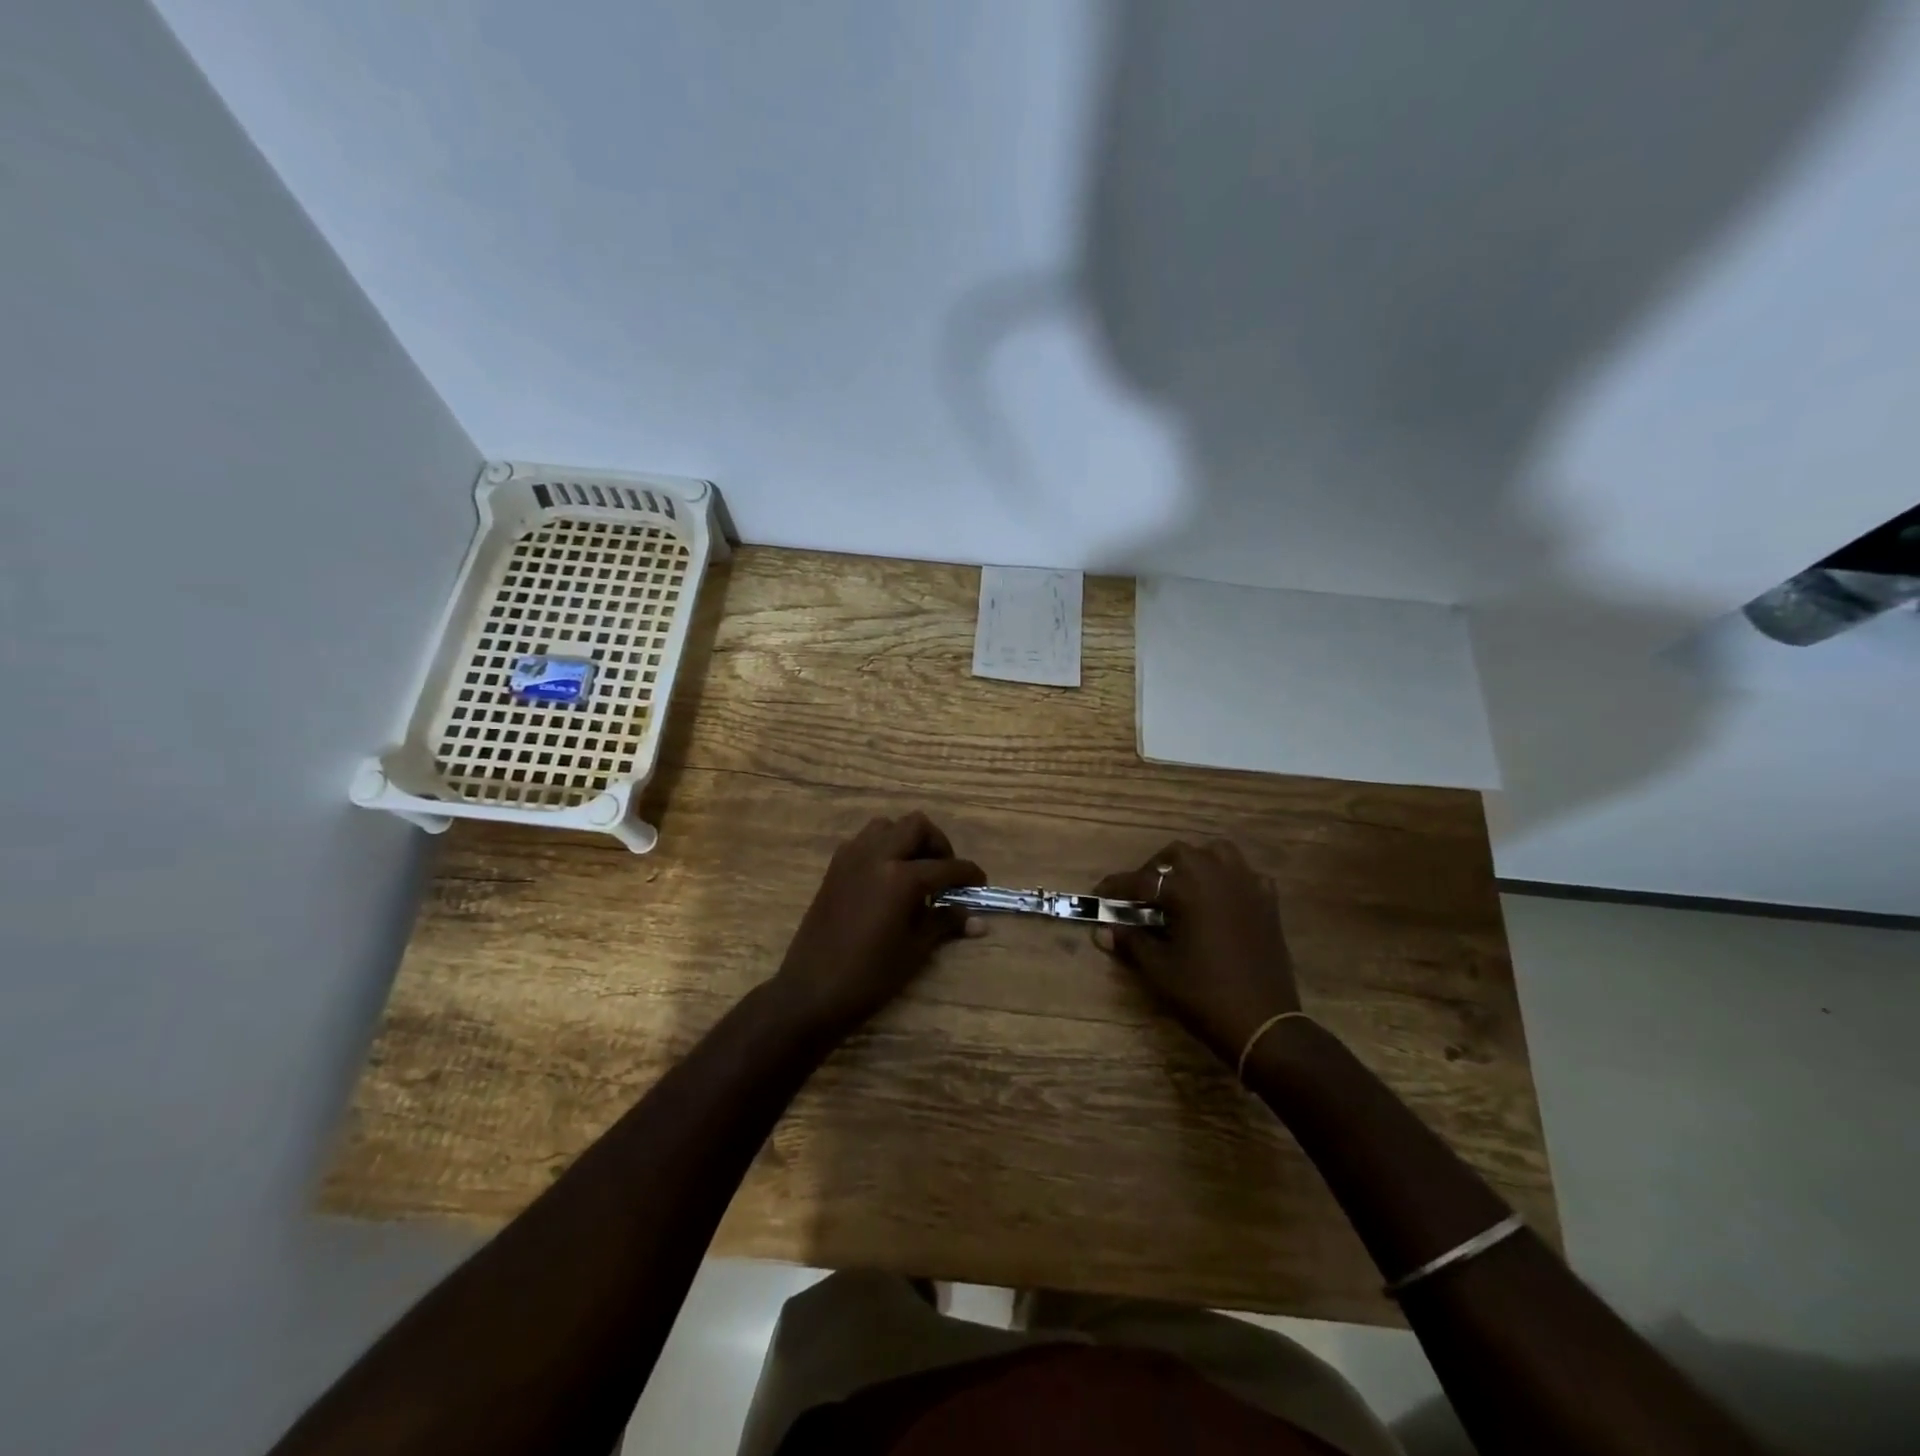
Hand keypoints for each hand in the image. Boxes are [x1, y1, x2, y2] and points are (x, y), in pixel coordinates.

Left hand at [770, 812, 985, 1038]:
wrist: (811, 991)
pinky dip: (882, 848)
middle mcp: (876, 856)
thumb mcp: (914, 950)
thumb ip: (944, 923)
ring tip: (915, 870)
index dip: (968, 874)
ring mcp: (851, 858)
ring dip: (906, 840)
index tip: (980, 882)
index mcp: (900, 878)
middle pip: (916, 826)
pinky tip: (887, 878)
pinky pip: (864, 841)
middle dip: (938, 844)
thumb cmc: (869, 976)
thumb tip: (978, 920)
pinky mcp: (835, 868)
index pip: (946, 866)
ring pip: (887, 826)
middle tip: (945, 872)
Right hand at [1092, 840, 1301, 1065]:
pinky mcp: (1268, 903)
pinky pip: (1245, 874)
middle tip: (1142, 894)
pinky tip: (1219, 900)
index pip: (1142, 881)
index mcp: (1188, 890)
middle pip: (1179, 854)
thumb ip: (1130, 941)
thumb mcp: (1158, 969)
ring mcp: (1247, 886)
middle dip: (1155, 869)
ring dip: (1194, 864)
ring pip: (1216, 853)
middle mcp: (1217, 877)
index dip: (1116, 887)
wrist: (1262, 1024)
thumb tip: (1102, 930)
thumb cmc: (1203, 994)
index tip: (1099, 893)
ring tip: (1181, 887)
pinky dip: (1228, 878)